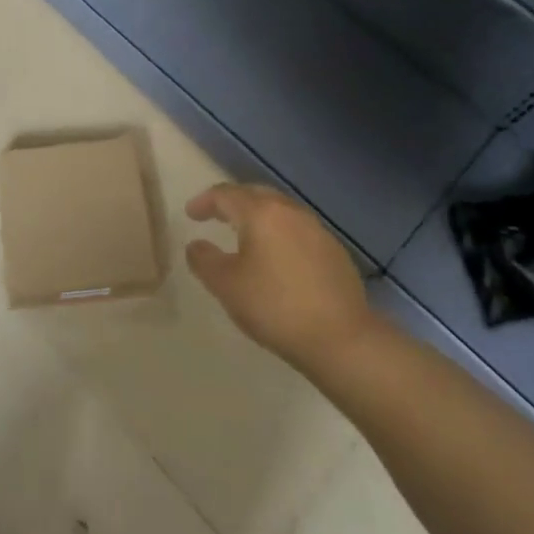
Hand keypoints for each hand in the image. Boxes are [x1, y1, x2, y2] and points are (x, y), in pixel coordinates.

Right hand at [186, 183, 378, 372]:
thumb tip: (196, 244)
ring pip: (280, 210)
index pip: (226, 195)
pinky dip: (280, 233)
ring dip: (258, 216)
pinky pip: (298, 230)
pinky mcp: (334, 251)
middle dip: (233, 202)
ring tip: (245, 234)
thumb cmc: (275, 307)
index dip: (204, 201)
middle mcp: (290, 211)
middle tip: (216, 215)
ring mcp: (316, 230)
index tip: (191, 214)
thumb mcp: (226, 286)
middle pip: (256, 194)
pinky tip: (278, 257)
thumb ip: (204, 260)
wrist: (341, 339)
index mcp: (261, 213)